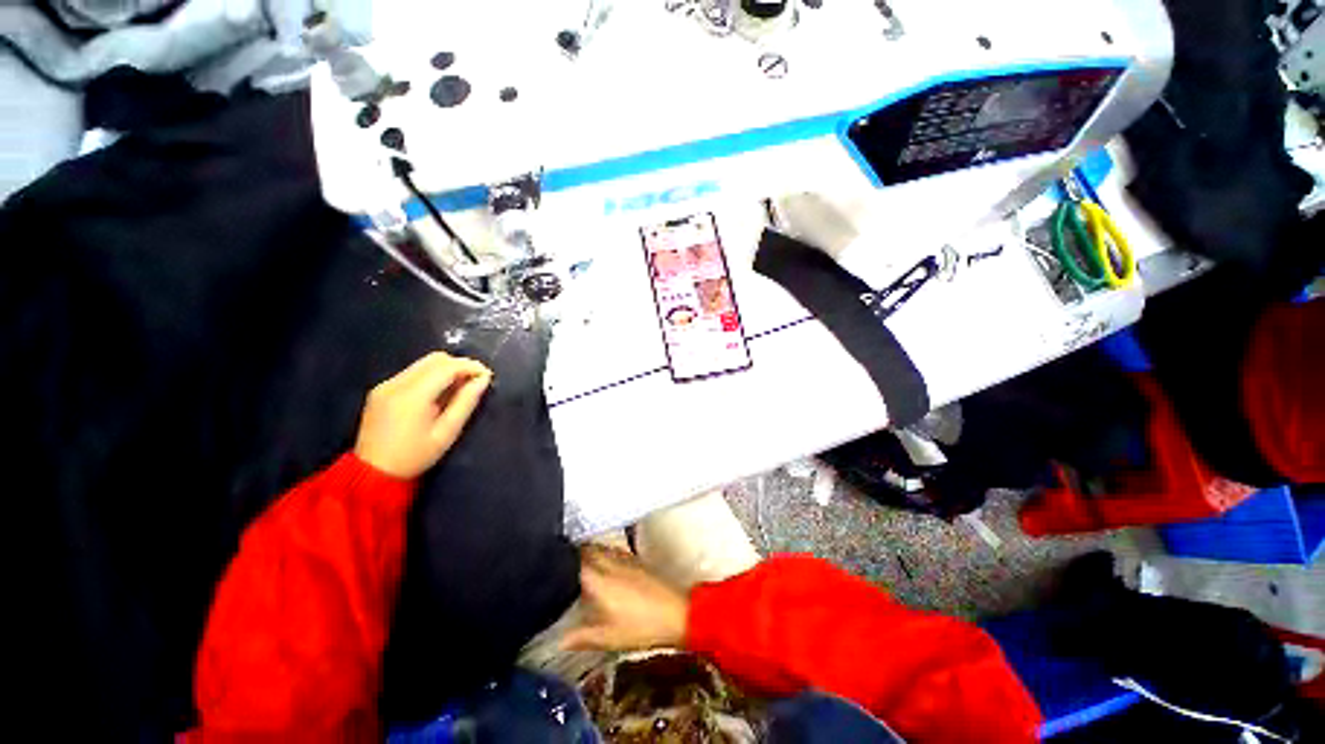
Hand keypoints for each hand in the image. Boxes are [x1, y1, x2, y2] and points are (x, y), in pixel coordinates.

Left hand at [354, 352, 491, 478]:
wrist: (373, 473)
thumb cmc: (415, 456)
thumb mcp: (447, 432)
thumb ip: (466, 402)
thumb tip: (483, 380)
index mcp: (413, 395)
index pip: (447, 366)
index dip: (471, 366)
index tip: (487, 376)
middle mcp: (396, 383)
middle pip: (435, 359)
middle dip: (459, 365)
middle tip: (475, 381)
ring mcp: (386, 385)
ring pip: (423, 363)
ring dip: (446, 369)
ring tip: (459, 387)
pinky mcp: (381, 389)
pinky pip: (412, 372)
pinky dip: (431, 376)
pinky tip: (439, 393)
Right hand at [561, 545, 688, 651]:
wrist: (677, 612)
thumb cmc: (641, 626)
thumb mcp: (608, 638)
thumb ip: (581, 637)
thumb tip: (558, 641)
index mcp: (599, 579)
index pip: (574, 560)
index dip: (559, 560)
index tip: (546, 562)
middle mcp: (609, 562)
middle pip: (587, 549)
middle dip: (572, 553)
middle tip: (558, 563)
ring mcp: (624, 558)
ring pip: (600, 547)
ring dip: (587, 551)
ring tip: (575, 563)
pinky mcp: (635, 559)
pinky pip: (612, 550)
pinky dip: (602, 553)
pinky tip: (601, 566)